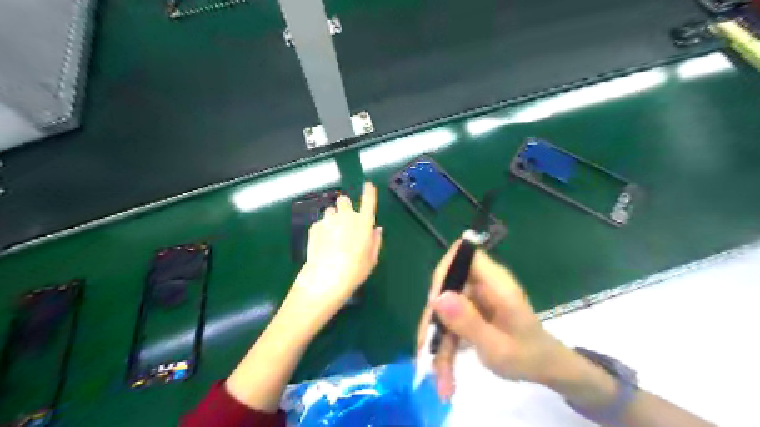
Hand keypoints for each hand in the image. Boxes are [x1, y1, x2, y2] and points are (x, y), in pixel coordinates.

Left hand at [282, 180, 383, 333]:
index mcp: (364, 223)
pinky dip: (323, 229)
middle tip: (345, 220)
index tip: (368, 185)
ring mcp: (328, 220)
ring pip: (331, 211)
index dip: (369, 191)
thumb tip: (376, 229)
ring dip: (333, 218)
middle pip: (344, 200)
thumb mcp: (371, 259)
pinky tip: (323, 244)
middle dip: (345, 206)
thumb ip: (375, 241)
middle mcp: (346, 216)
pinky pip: (320, 223)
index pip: (368, 200)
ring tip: (332, 235)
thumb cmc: (354, 271)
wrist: (325, 279)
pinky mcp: (314, 227)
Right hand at [419, 239, 573, 399]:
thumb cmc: (529, 355)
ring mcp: (475, 296)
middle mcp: (482, 283)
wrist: (544, 366)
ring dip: (437, 340)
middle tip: (428, 353)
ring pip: (443, 307)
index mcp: (496, 283)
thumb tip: (437, 297)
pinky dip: (444, 344)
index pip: (464, 254)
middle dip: (434, 320)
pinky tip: (445, 373)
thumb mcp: (498, 347)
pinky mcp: (470, 309)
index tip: (433, 303)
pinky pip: (448, 320)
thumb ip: (469, 323)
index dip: (444, 271)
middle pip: (446, 286)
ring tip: (440, 378)